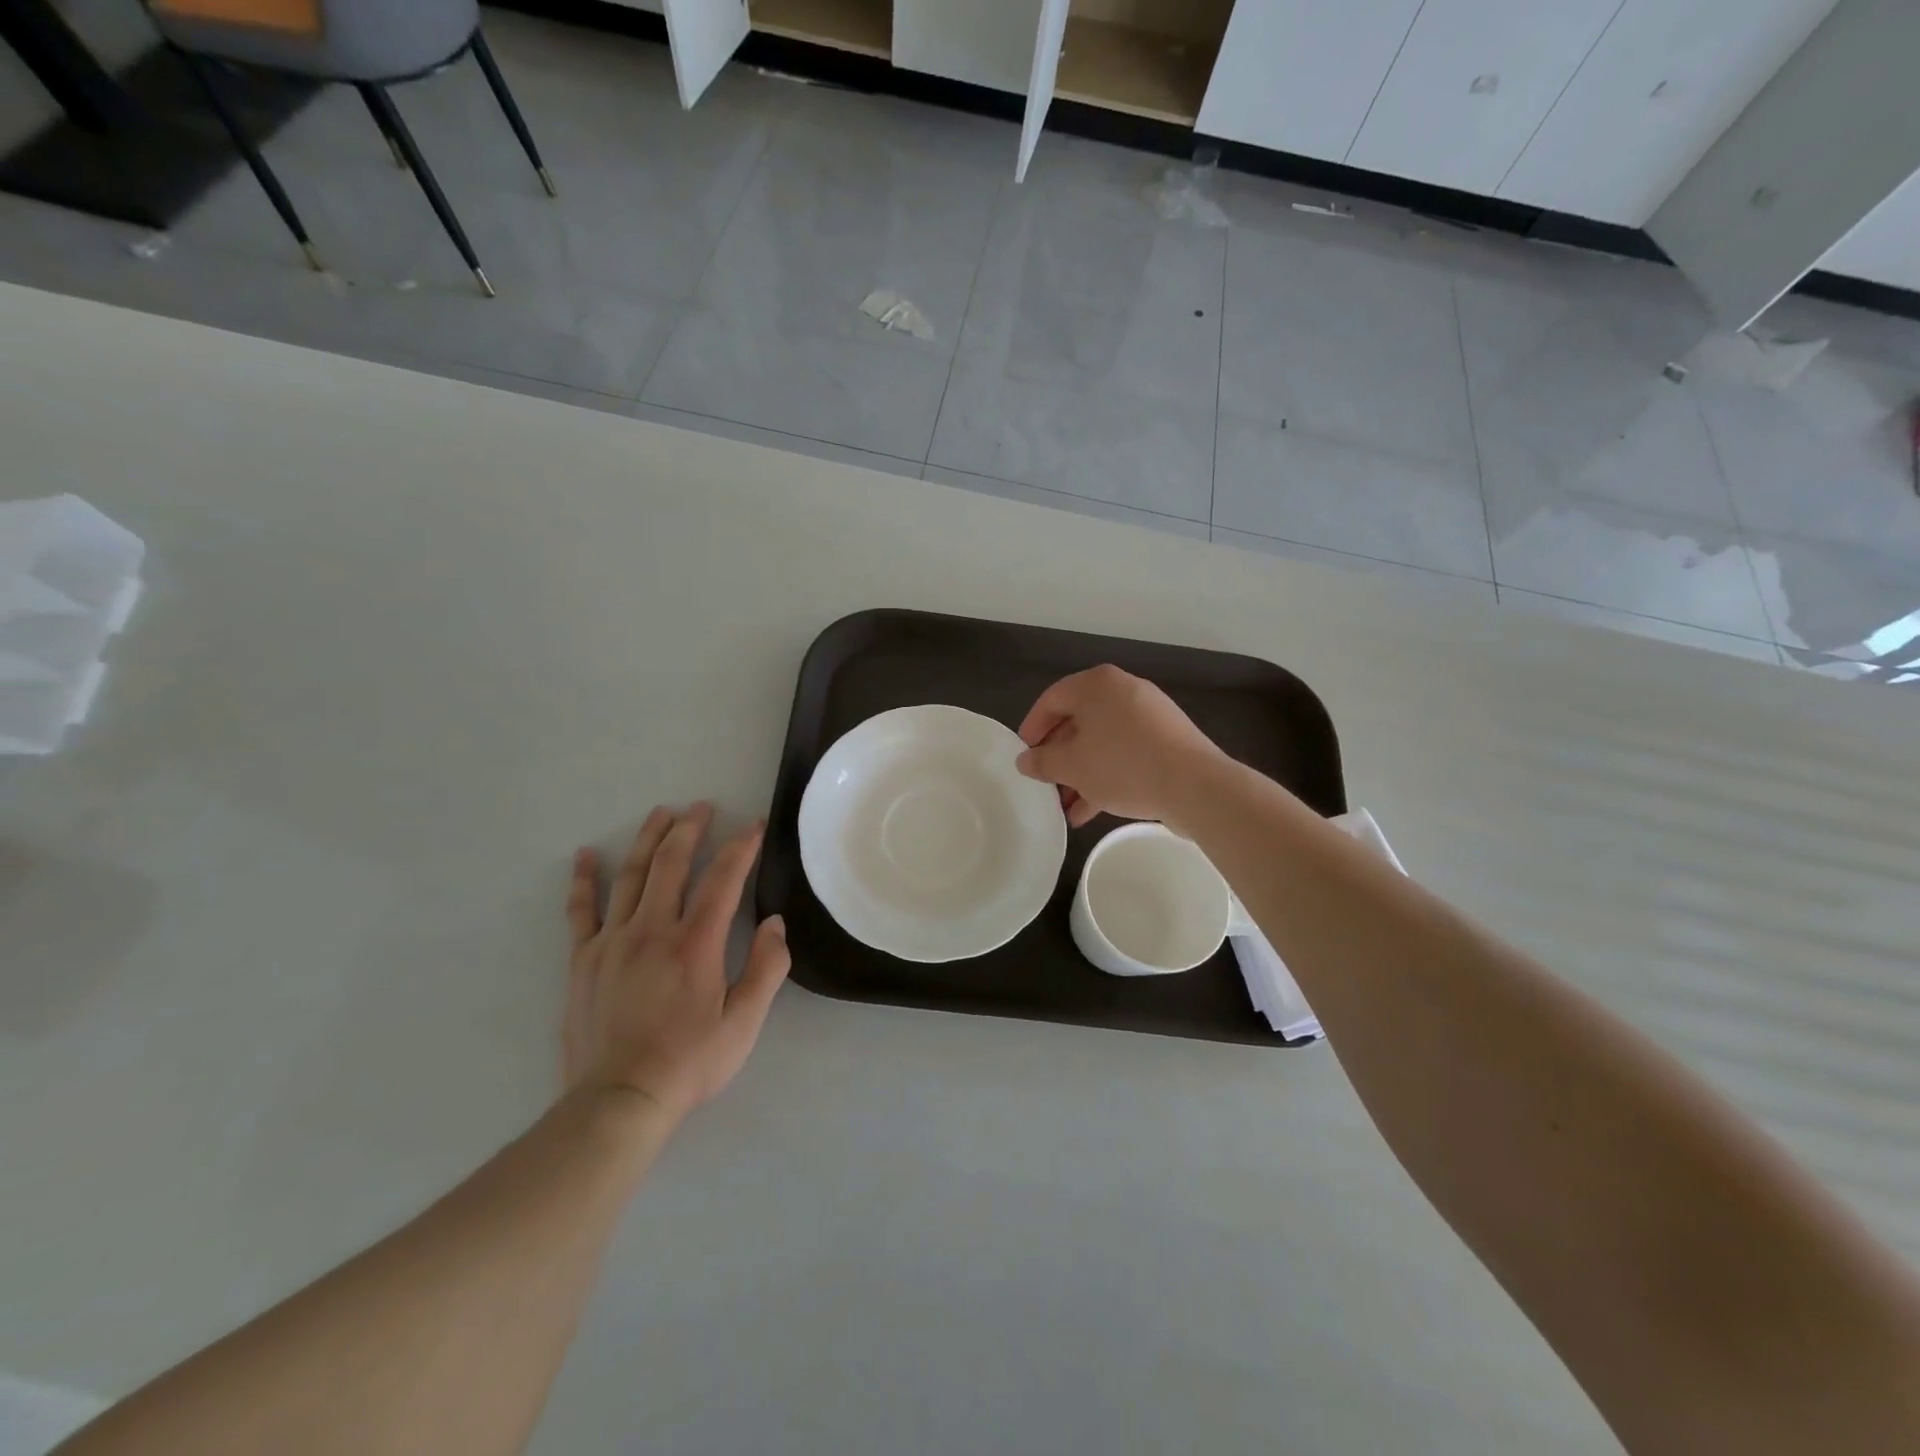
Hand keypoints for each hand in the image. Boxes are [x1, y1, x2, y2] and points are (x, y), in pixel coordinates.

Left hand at [564, 804, 789, 1119]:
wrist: (618, 1101)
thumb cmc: (689, 1062)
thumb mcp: (745, 1022)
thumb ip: (767, 968)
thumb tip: (776, 923)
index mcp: (696, 943)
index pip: (723, 879)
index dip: (740, 847)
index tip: (753, 826)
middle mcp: (653, 929)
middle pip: (672, 863)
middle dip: (690, 828)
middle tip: (702, 807)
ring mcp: (612, 941)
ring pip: (631, 875)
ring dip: (648, 839)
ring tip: (661, 813)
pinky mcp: (584, 959)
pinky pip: (581, 910)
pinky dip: (584, 879)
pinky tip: (587, 855)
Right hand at [1015, 665, 1227, 827]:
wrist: (1195, 786)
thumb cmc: (1123, 765)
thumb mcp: (1072, 766)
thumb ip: (1042, 762)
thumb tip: (1025, 760)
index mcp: (1097, 685)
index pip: (1052, 699)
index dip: (1032, 728)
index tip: (1023, 757)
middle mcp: (1124, 692)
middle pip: (1078, 722)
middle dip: (1058, 758)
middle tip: (1045, 784)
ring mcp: (1149, 716)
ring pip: (1102, 742)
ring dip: (1080, 774)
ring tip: (1065, 807)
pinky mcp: (1166, 742)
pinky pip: (1125, 754)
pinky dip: (1106, 776)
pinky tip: (1091, 811)